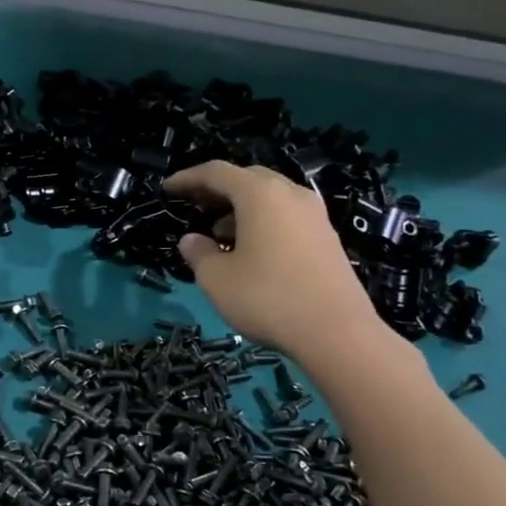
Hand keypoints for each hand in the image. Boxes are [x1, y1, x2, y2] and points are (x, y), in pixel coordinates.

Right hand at [165, 161, 386, 363]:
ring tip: (219, 234)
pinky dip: (263, 222)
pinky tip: (251, 251)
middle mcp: (290, 194)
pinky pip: (287, 216)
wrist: (337, 332)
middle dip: (217, 190)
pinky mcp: (327, 237)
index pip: (216, 172)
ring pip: (270, 198)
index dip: (188, 178)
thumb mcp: (217, 278)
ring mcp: (314, 215)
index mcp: (260, 194)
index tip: (167, 189)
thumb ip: (198, 253)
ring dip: (241, 208)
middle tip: (194, 207)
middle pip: (247, 179)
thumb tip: (192, 240)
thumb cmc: (267, 298)